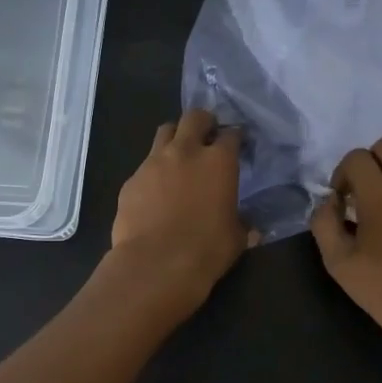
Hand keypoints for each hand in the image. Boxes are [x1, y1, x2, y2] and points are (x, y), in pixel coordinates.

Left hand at [106, 108, 254, 320]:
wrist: (155, 265)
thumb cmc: (206, 251)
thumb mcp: (236, 238)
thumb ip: (242, 225)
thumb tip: (251, 229)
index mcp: (219, 161)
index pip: (231, 134)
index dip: (236, 138)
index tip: (238, 145)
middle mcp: (186, 152)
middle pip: (194, 117)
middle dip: (203, 122)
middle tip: (207, 135)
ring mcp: (153, 163)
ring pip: (165, 132)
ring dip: (175, 137)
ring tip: (180, 155)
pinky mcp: (131, 180)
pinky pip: (145, 165)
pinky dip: (154, 171)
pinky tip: (156, 191)